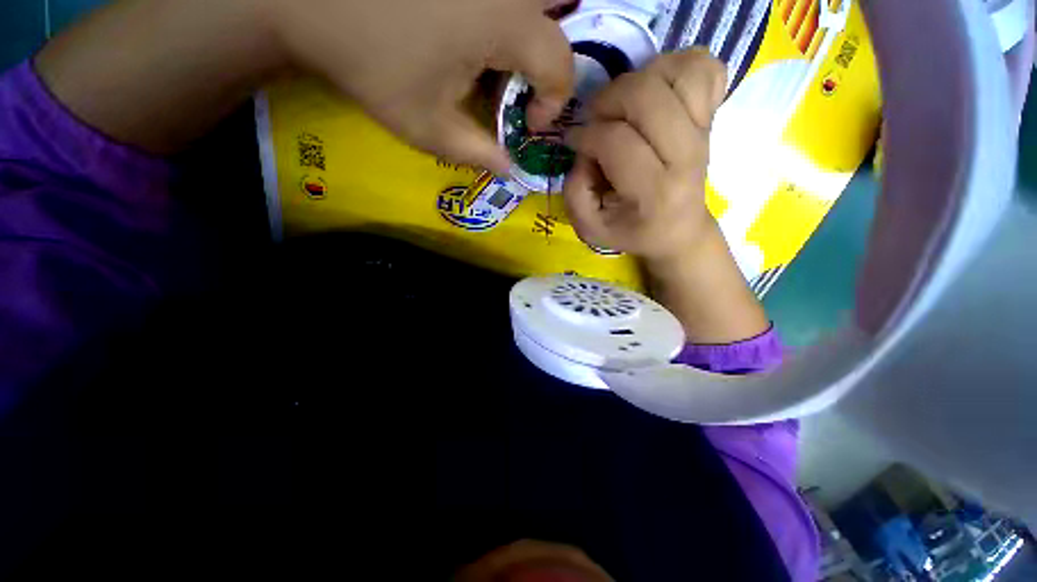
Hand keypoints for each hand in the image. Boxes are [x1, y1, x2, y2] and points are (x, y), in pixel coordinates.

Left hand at [264, 0, 574, 172]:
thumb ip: (477, 153)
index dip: (553, 101)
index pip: (560, 64)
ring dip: (526, 33)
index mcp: (505, 21)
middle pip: (558, 14)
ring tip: (493, 60)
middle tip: (520, 80)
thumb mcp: (427, 127)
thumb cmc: (369, 65)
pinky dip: (502, 16)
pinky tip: (470, 33)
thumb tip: (510, 170)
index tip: (527, 121)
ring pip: (532, 1)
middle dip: (548, 55)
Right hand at [563, 50, 726, 263]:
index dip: (586, 135)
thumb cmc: (632, 231)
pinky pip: (704, 68)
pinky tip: (657, 90)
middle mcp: (686, 156)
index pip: (617, 141)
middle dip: (608, 100)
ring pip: (679, 72)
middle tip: (595, 117)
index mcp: (655, 192)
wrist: (678, 230)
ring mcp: (704, 132)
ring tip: (623, 104)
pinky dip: (678, 67)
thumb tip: (582, 149)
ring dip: (640, 79)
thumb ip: (575, 192)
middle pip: (647, 97)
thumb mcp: (590, 227)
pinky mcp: (713, 117)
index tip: (574, 141)